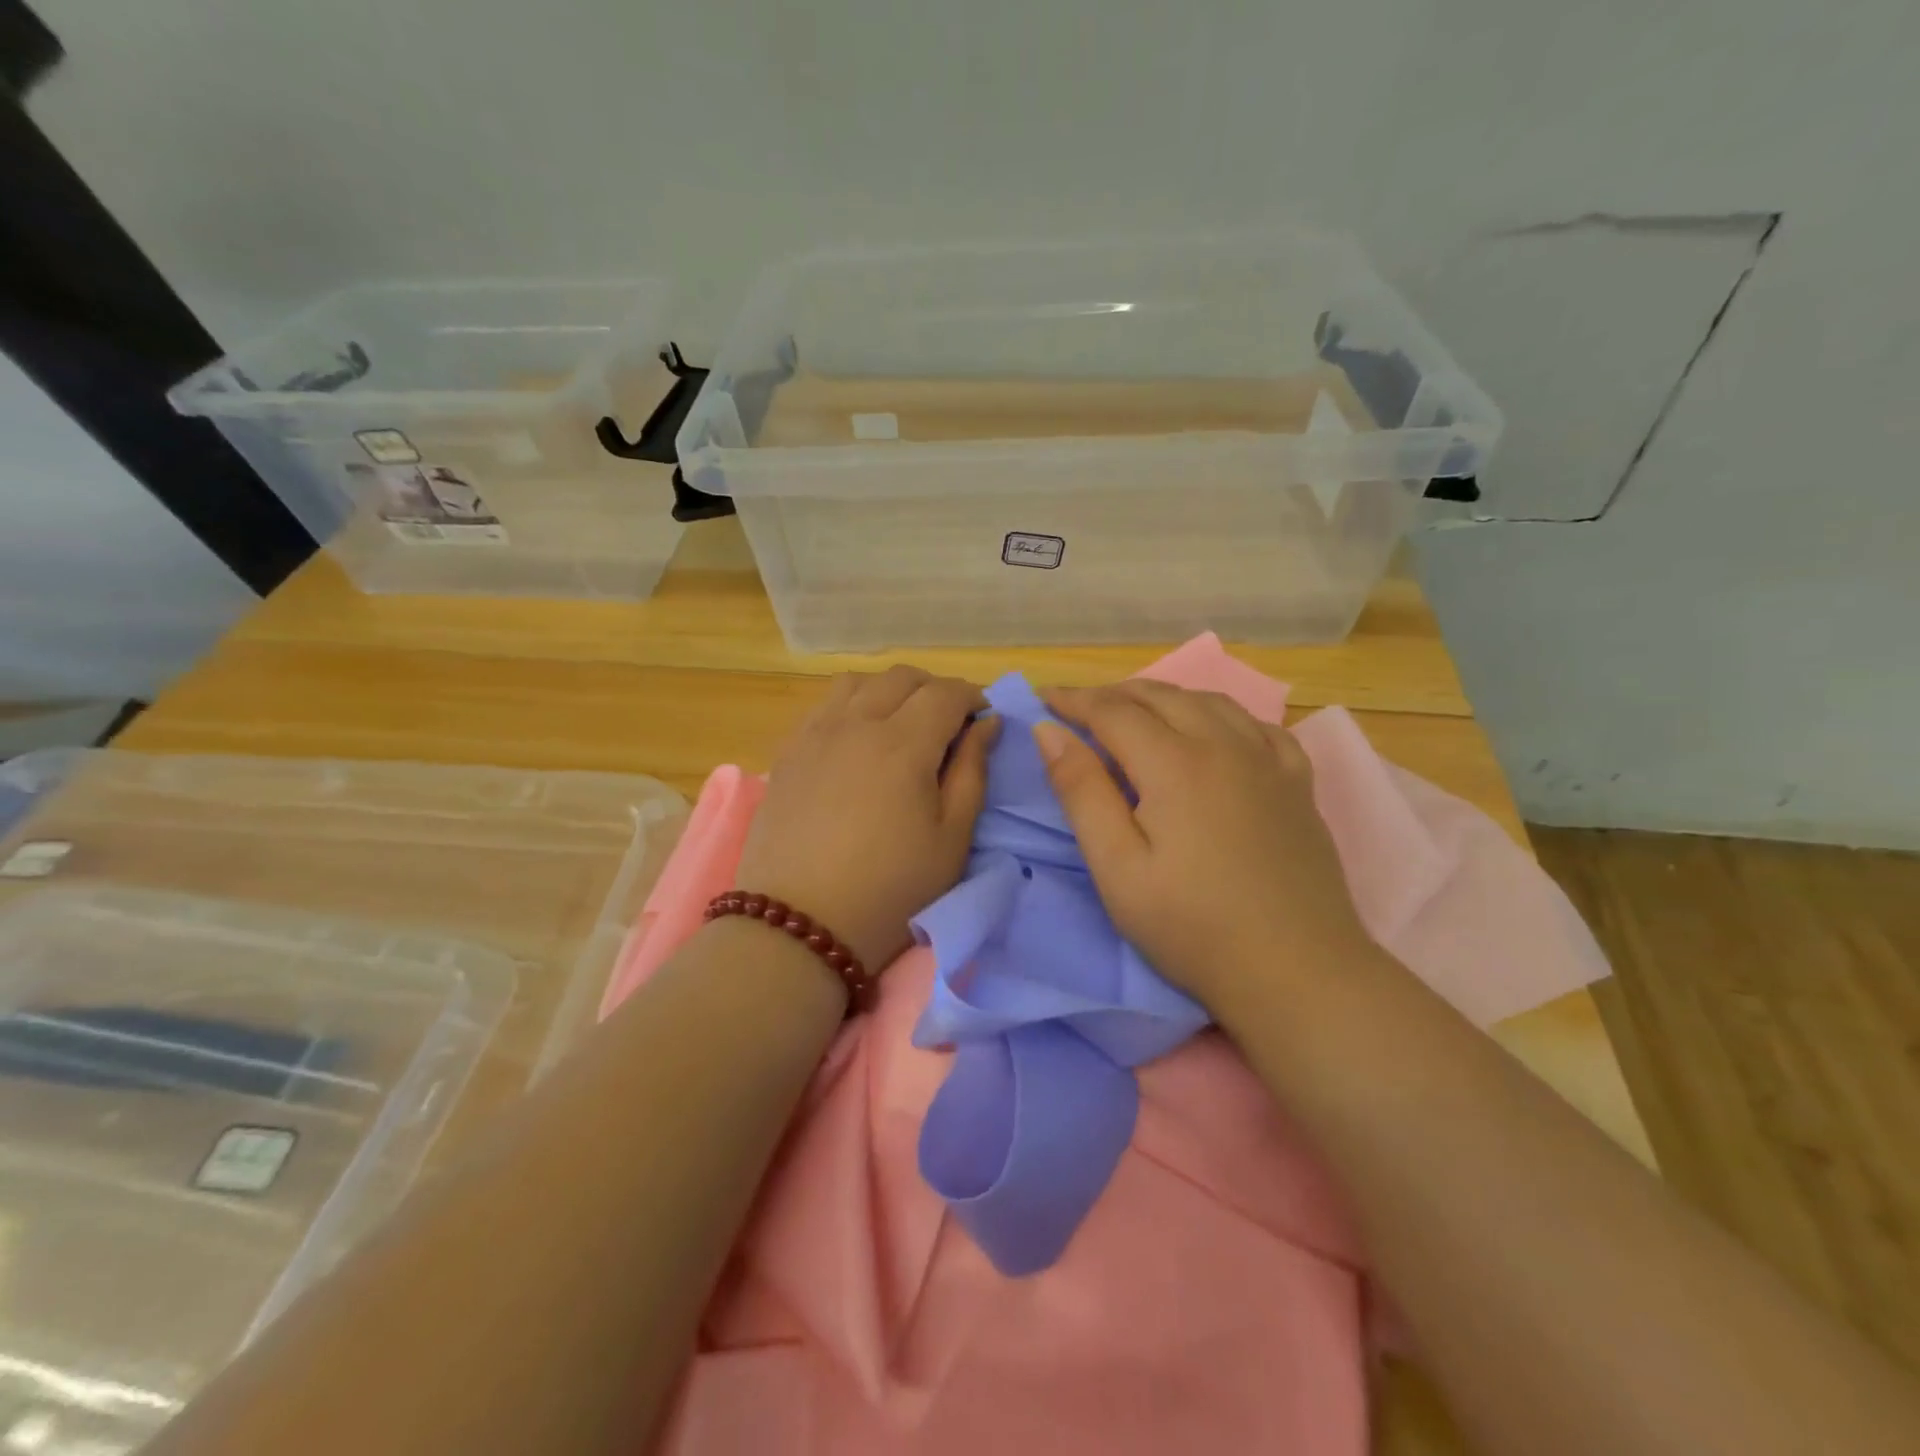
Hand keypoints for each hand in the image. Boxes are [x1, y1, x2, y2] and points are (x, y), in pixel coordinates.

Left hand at [734, 667, 995, 971]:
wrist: (799, 925)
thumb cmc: (890, 890)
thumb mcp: (951, 840)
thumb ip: (973, 773)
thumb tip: (986, 725)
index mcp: (903, 743)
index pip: (945, 693)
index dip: (972, 696)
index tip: (984, 717)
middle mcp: (856, 723)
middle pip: (901, 677)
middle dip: (934, 689)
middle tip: (949, 722)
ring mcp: (815, 734)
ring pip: (857, 682)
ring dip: (889, 690)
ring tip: (901, 723)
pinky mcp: (788, 753)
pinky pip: (824, 706)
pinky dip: (851, 704)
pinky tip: (857, 737)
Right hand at [1034, 681, 1371, 1018]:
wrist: (1297, 971)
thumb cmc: (1192, 927)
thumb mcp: (1117, 868)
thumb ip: (1082, 792)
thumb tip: (1048, 732)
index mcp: (1174, 763)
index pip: (1113, 711)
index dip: (1075, 701)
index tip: (1045, 699)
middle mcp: (1224, 745)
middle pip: (1161, 696)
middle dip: (1113, 694)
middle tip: (1080, 708)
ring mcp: (1268, 760)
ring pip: (1209, 701)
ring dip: (1164, 697)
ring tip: (1136, 712)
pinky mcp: (1298, 783)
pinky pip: (1258, 725)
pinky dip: (1221, 715)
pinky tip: (1214, 732)